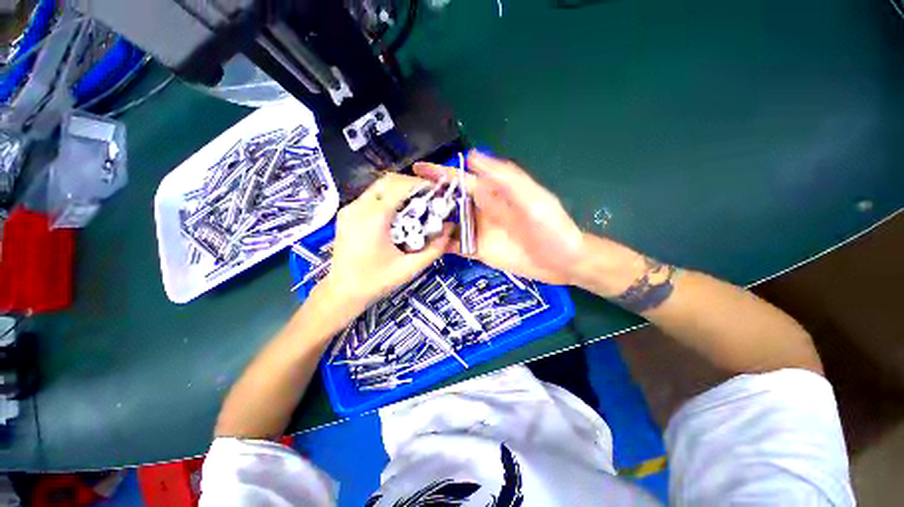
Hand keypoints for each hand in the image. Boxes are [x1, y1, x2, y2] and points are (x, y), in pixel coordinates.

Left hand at [318, 173, 452, 312]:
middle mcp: (359, 207)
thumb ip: (435, 248)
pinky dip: (388, 198)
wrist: (343, 292)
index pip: (400, 186)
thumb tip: (450, 228)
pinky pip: (371, 197)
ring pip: (379, 187)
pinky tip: (397, 215)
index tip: (436, 192)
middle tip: (427, 197)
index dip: (421, 185)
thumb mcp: (410, 267)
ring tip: (415, 205)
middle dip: (411, 184)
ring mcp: (350, 209)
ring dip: (400, 191)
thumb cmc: (376, 281)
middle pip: (388, 181)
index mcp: (374, 218)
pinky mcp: (346, 214)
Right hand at [414, 150, 584, 284]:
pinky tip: (424, 247)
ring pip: (448, 223)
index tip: (415, 170)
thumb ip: (506, 178)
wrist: (561, 260)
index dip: (439, 173)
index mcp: (492, 193)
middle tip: (401, 202)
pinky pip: (454, 245)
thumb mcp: (533, 199)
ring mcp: (477, 231)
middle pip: (448, 201)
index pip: (460, 179)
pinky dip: (439, 245)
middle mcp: (480, 210)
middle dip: (427, 199)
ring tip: (405, 225)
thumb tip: (474, 156)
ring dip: (429, 223)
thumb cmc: (551, 227)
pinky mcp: (477, 250)